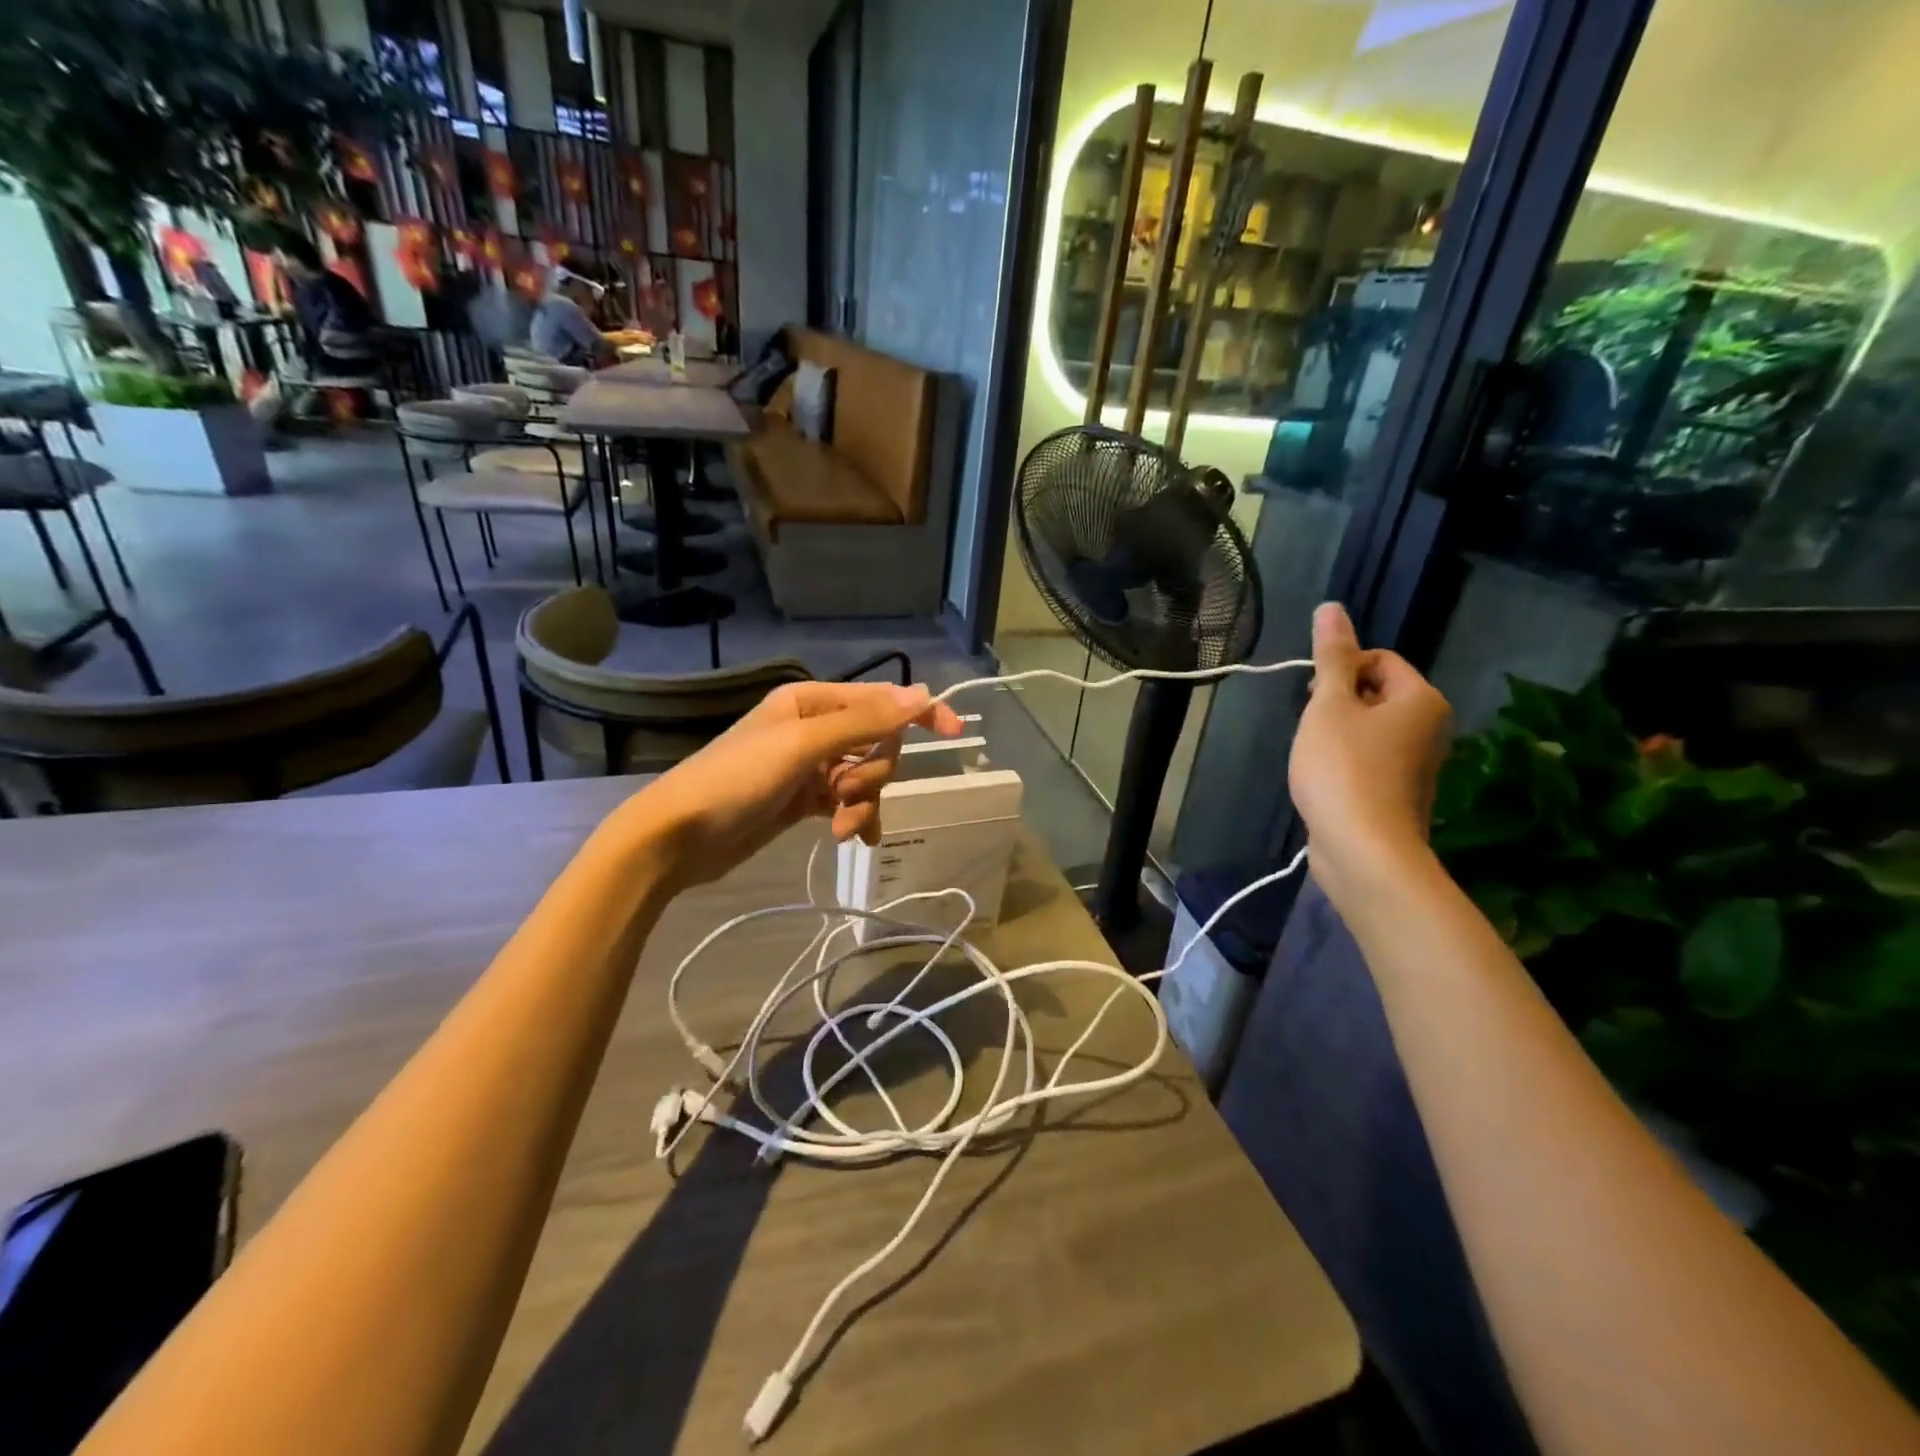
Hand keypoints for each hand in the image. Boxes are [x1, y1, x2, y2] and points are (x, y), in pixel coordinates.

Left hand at [627, 680, 963, 889]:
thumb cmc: (736, 780)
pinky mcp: (804, 800)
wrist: (678, 837)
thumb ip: (863, 721)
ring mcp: (810, 767)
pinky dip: (854, 819)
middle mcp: (814, 728)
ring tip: (840, 827)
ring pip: (864, 778)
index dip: (919, 713)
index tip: (954, 733)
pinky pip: (847, 803)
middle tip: (846, 794)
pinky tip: (851, 839)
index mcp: (812, 702)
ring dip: (862, 803)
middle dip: (872, 774)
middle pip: (876, 744)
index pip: (880, 700)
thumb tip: (923, 693)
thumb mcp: (802, 746)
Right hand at [1288, 603, 1451, 895]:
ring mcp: (1418, 765)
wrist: (1363, 850)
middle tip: (1313, 729)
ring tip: (1316, 758)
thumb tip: (1331, 607)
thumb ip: (1330, 657)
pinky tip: (1326, 783)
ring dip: (1337, 735)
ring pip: (1369, 729)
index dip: (1340, 672)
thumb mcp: (1329, 705)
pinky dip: (1345, 764)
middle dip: (1337, 704)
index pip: (1379, 660)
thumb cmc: (1344, 768)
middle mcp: (1431, 727)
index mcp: (1422, 699)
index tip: (1315, 699)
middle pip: (1375, 694)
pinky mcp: (1400, 794)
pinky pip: (1370, 761)